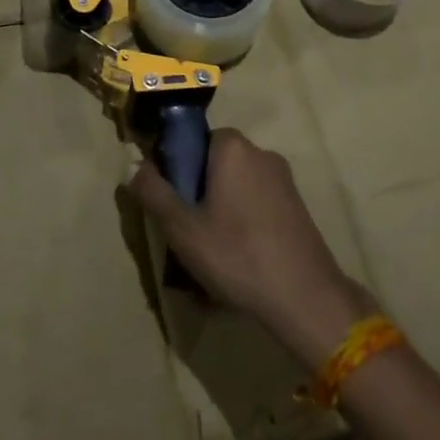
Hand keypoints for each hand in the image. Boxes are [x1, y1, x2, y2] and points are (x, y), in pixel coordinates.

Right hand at [124, 130, 376, 370]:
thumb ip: (154, 193)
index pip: (195, 141)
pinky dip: (244, 224)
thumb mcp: (182, 228)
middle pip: (216, 164)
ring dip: (220, 211)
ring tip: (210, 254)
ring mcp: (283, 180)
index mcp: (232, 147)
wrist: (305, 298)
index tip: (172, 203)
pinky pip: (257, 205)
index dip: (178, 169)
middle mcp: (260, 153)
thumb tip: (134, 167)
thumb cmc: (236, 255)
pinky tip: (238, 261)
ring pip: (237, 187)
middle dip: (199, 193)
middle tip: (187, 232)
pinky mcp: (297, 206)